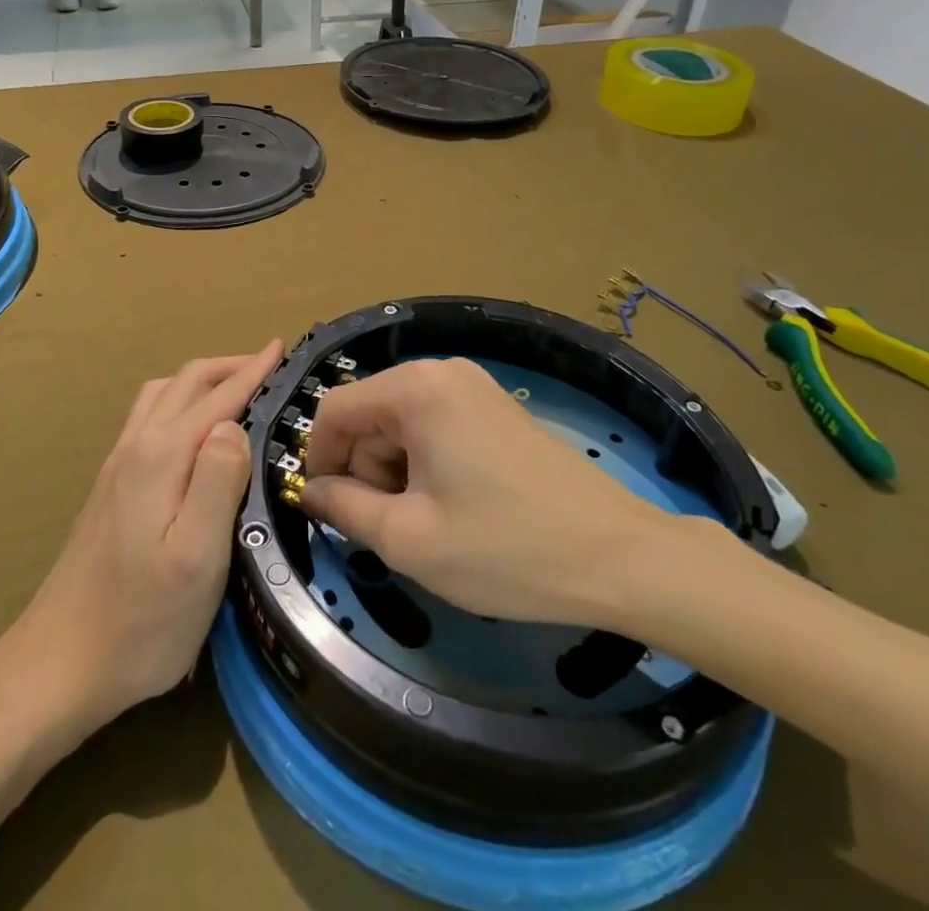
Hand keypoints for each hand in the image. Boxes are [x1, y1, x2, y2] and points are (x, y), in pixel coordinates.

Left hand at [5, 342, 282, 731]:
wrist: (57, 665)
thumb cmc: (140, 622)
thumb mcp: (197, 559)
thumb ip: (218, 482)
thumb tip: (234, 425)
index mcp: (162, 456)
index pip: (218, 397)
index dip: (253, 370)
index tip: (283, 347)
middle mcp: (136, 446)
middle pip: (186, 382)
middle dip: (230, 366)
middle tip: (270, 365)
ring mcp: (117, 465)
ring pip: (162, 395)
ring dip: (202, 380)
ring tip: (235, 388)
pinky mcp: (109, 486)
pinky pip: (149, 416)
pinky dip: (180, 401)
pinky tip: (191, 428)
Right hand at [302, 357, 717, 629]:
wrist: (618, 557)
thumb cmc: (505, 548)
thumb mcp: (409, 539)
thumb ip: (344, 509)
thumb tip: (311, 491)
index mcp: (416, 388)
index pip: (335, 409)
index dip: (318, 460)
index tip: (326, 511)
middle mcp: (442, 373)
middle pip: (370, 416)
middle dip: (365, 471)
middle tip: (394, 530)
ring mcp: (474, 388)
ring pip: (401, 426)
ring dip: (396, 475)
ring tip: (429, 527)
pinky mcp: (495, 410)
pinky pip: (435, 429)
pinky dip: (427, 468)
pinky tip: (455, 511)